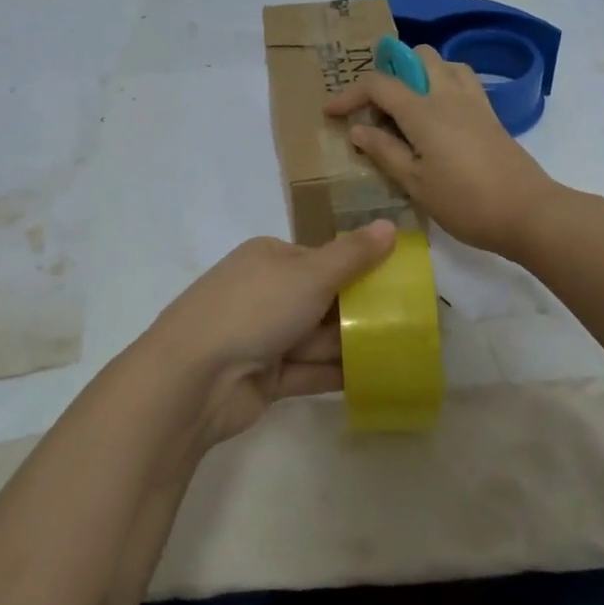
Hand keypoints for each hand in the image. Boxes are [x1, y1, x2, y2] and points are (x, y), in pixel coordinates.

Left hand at [138, 220, 396, 447]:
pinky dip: (338, 374)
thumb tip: (390, 225)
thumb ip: (353, 255)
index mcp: (270, 258)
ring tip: (404, 352)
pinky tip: (377, 379)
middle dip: (360, 312)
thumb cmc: (254, 310)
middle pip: (323, 300)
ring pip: (318, 337)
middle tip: (409, 323)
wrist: (194, 377)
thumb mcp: (310, 274)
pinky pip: (310, 371)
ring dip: (353, 345)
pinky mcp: (266, 377)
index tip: (398, 285)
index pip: (322, 260)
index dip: (359, 271)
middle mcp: (266, 292)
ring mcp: (263, 336)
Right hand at [325, 46, 560, 257]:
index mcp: (423, 111)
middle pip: (416, 56)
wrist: (528, 212)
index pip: (378, 84)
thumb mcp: (415, 183)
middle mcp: (448, 94)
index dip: (349, 94)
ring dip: (419, 73)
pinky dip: (442, 83)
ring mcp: (473, 101)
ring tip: (406, 105)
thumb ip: (384, 151)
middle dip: (389, 71)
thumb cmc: (465, 202)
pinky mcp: (490, 114)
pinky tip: (437, 115)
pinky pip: (462, 79)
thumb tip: (358, 130)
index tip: (331, 112)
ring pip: (443, 63)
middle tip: (376, 105)